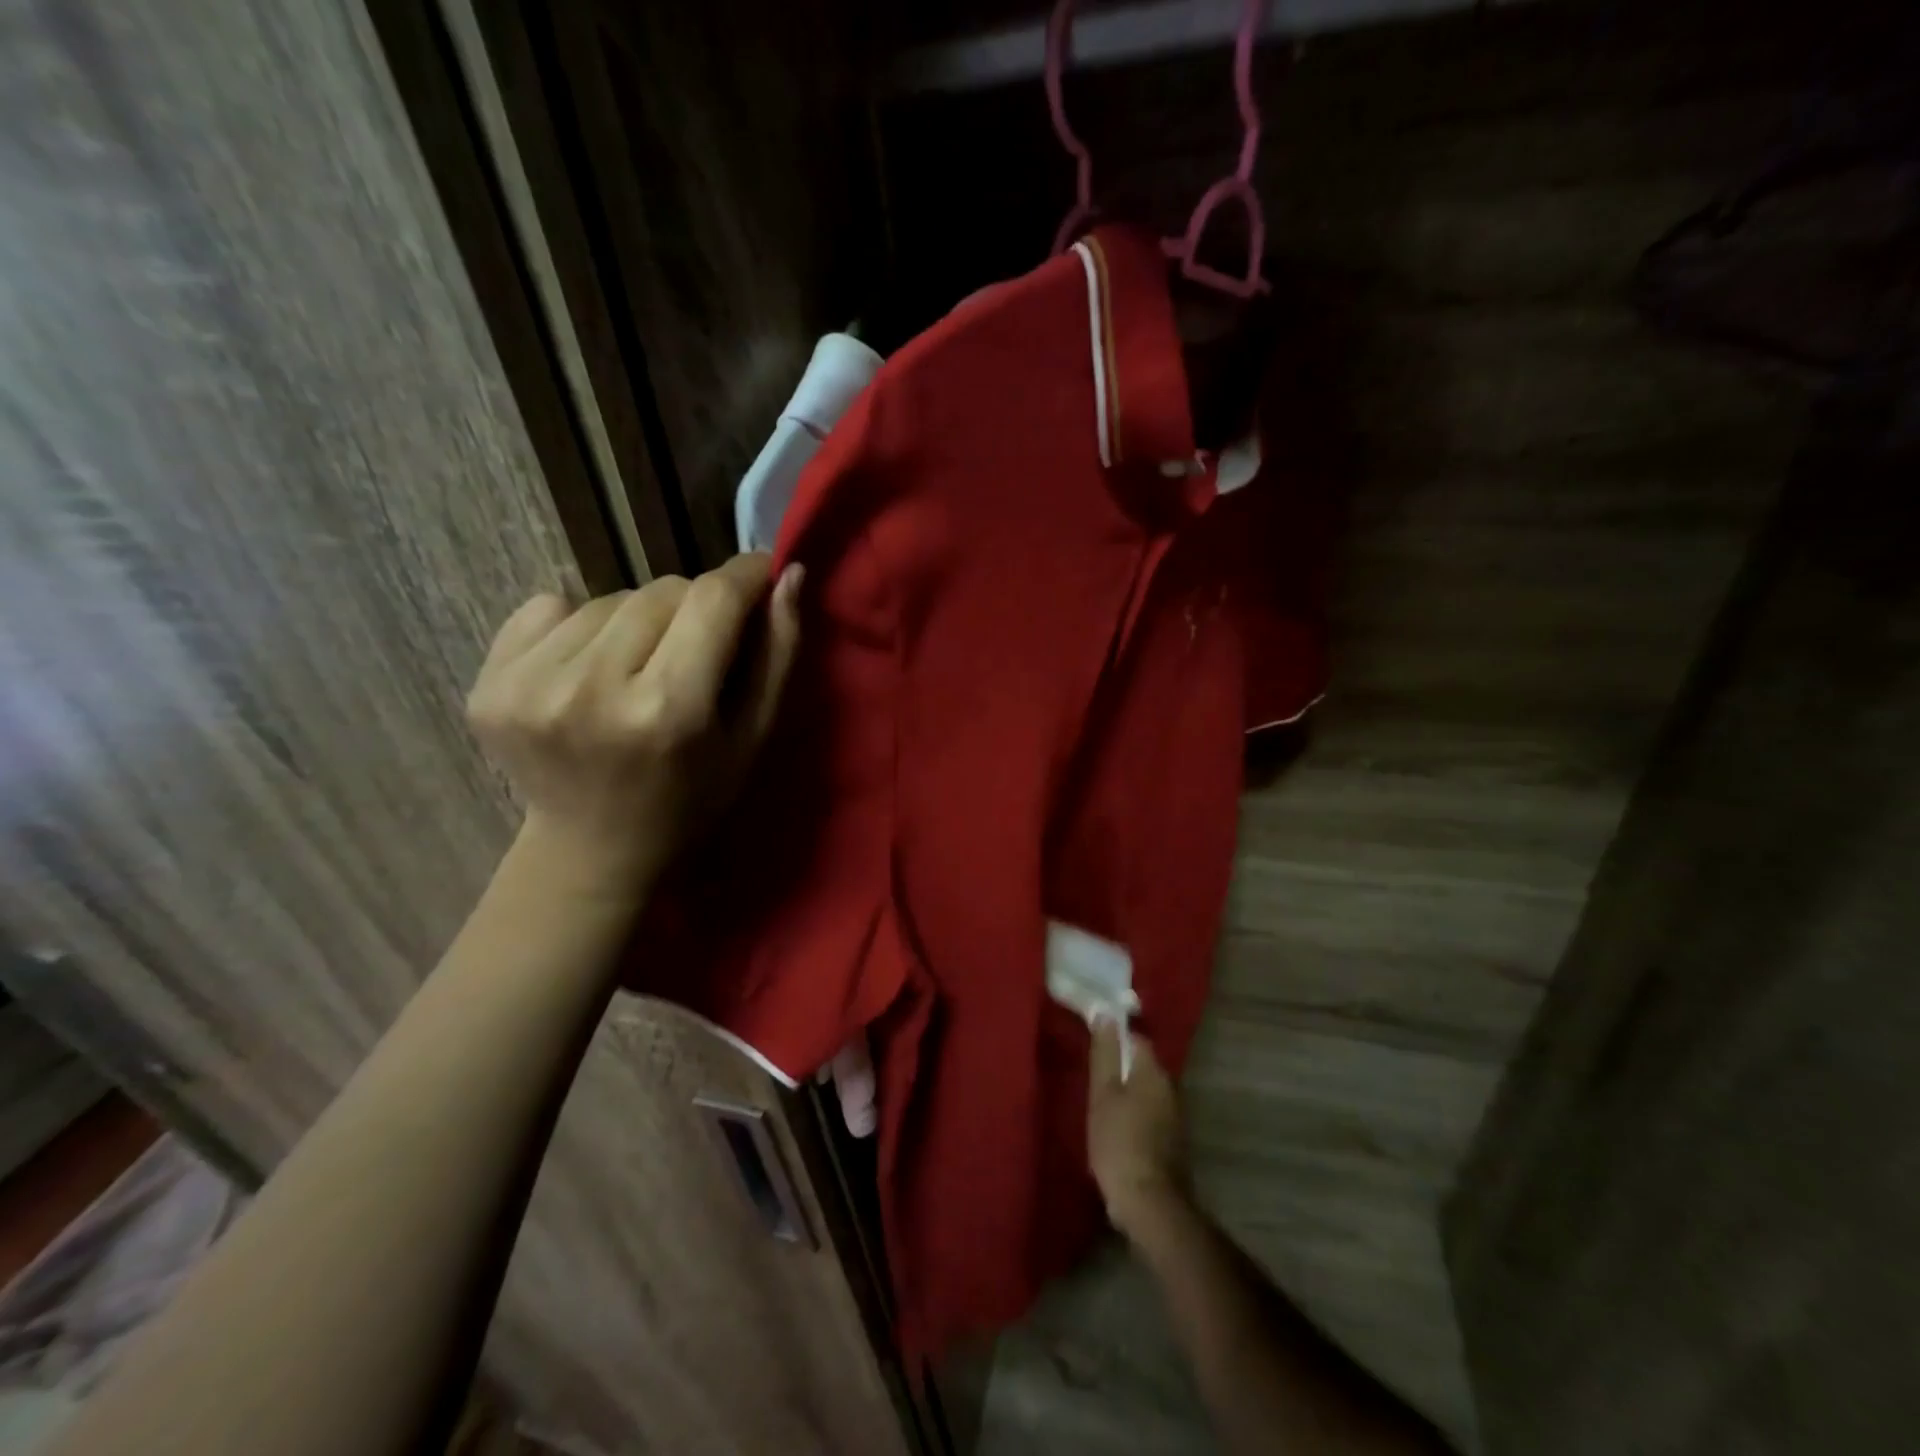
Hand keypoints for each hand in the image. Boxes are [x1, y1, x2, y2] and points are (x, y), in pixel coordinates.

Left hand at [468, 553, 802, 890]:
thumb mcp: (753, 737)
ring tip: (640, 668)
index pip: (711, 599)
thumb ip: (778, 654)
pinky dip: (580, 627)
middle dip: (692, 607)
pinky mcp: (488, 682)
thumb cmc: (692, 798)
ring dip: (637, 620)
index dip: (743, 575)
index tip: (758, 573)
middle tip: (696, 648)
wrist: (593, 849)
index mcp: (668, 709)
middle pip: (661, 591)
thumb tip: (789, 574)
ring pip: (609, 598)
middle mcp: (592, 688)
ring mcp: (529, 684)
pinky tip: (589, 673)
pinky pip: (550, 608)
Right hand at [1088, 1021, 1189, 1241]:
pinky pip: (1150, 1115)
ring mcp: (1175, 1117)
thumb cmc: (1119, 1141)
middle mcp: (1170, 1088)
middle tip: (1092, 1077)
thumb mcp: (1103, 1093)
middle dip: (1120, 1067)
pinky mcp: (1172, 1142)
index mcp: (1153, 1072)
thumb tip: (1106, 1013)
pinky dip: (1134, 1116)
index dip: (1114, 1038)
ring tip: (1101, 1104)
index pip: (1136, 1039)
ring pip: (1146, 1091)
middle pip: (1142, 1065)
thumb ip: (1105, 1053)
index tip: (1093, 1045)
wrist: (1149, 1203)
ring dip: (1127, 1093)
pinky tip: (1116, 1130)